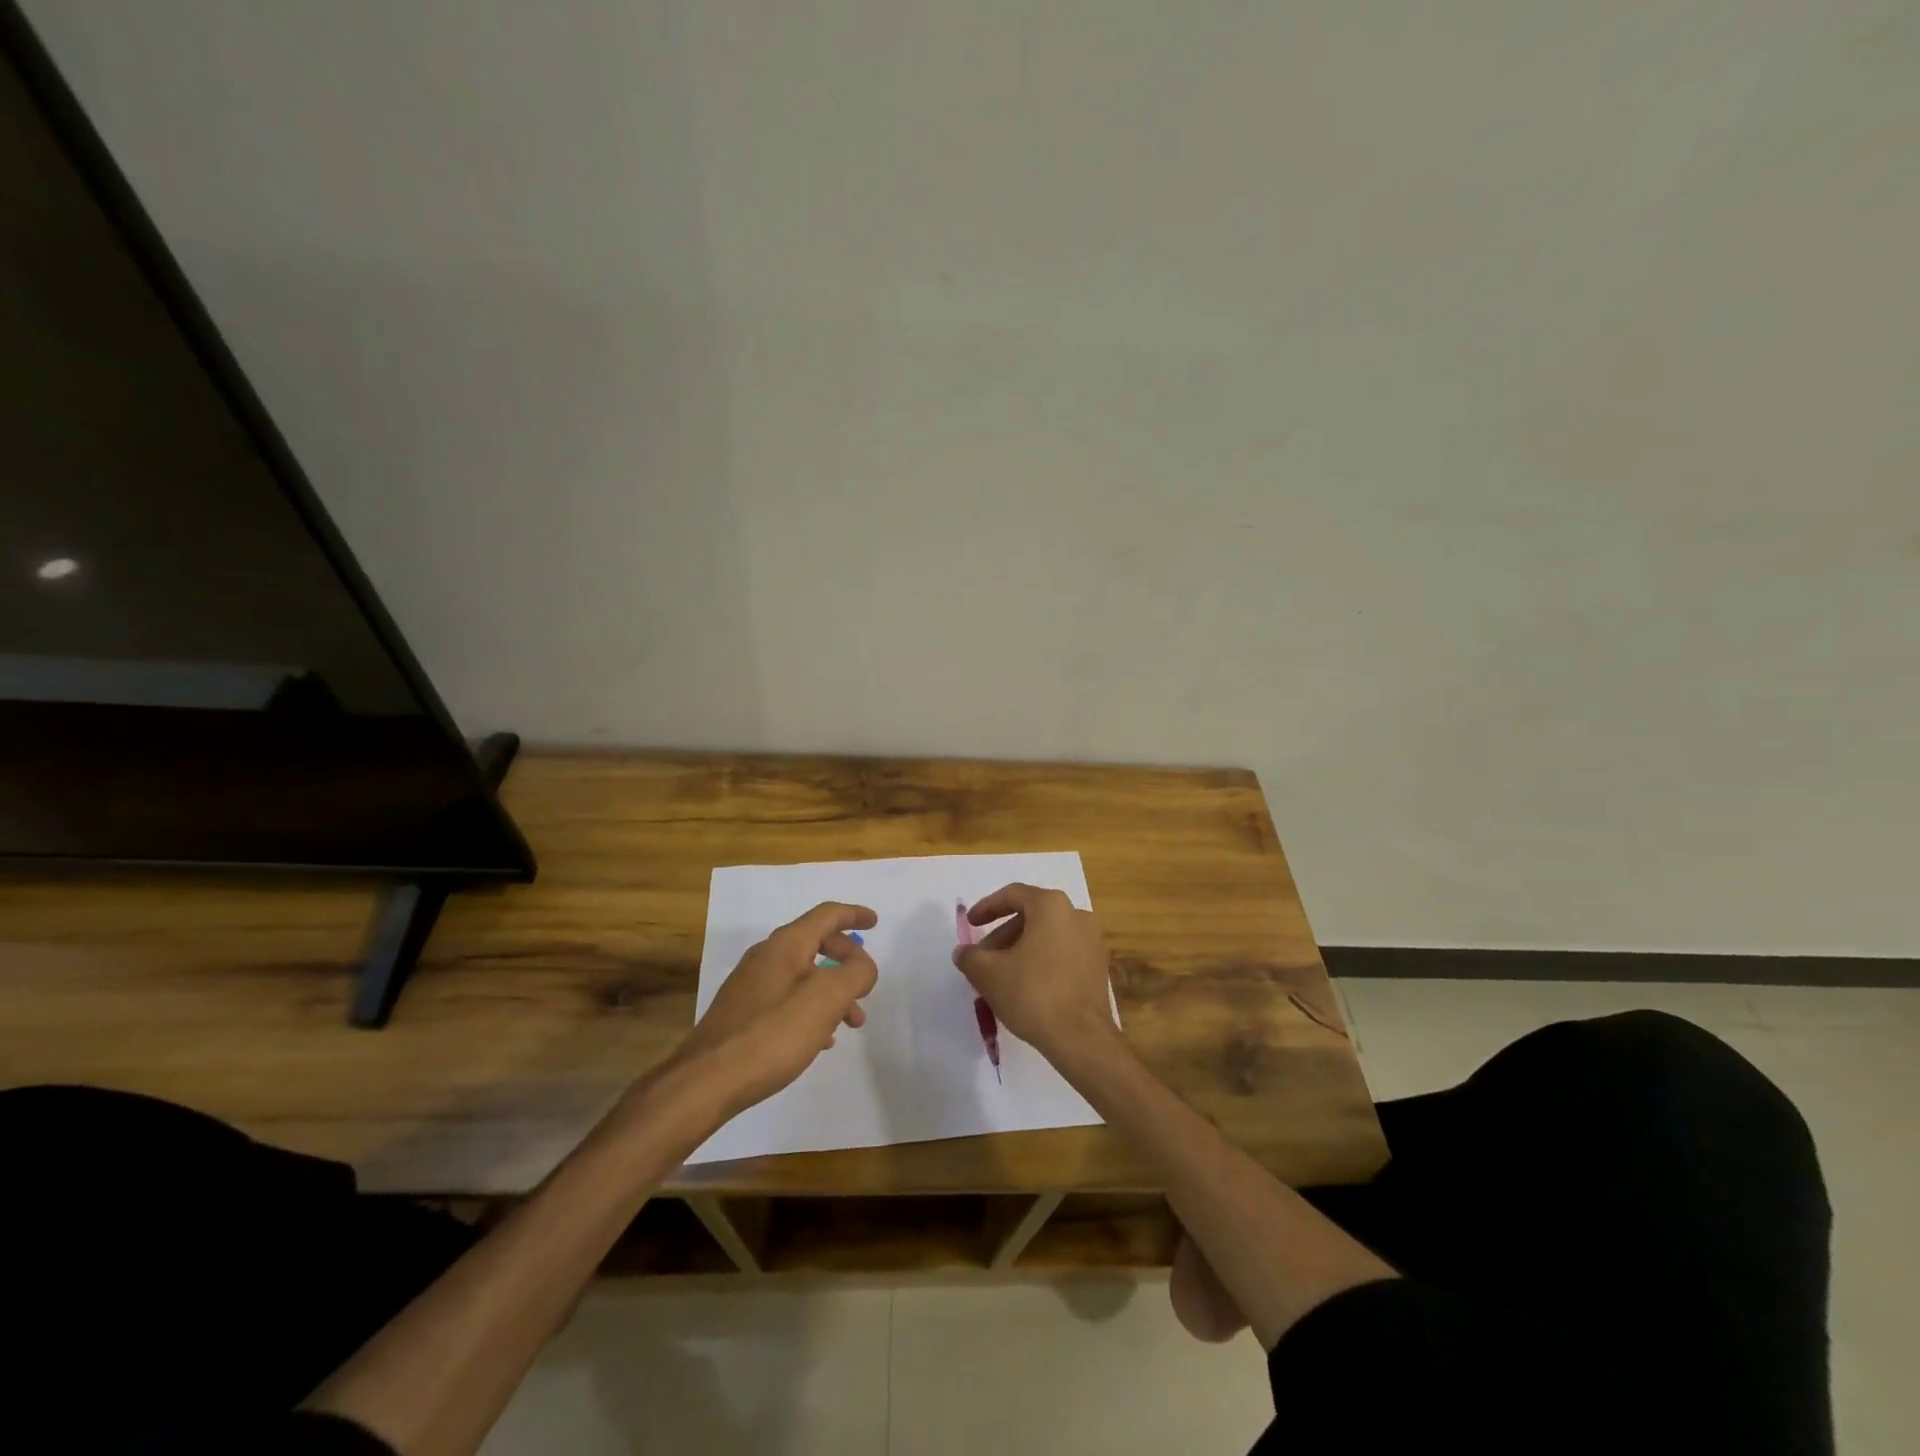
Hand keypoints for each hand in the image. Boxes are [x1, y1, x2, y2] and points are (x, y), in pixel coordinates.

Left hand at [675, 902, 878, 1116]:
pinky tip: (818, 1038)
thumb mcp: (827, 999)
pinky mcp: (742, 1012)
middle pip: (816, 942)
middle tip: (865, 985)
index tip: (876, 923)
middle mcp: (766, 955)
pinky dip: (810, 1007)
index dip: (854, 914)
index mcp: (786, 944)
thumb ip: (855, 973)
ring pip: (803, 974)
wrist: (707, 1081)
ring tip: (851, 1023)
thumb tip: (862, 964)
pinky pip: (787, 997)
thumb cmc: (773, 1034)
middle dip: (847, 960)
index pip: (827, 915)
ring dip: (832, 990)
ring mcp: (750, 984)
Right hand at [953, 883, 1116, 1060]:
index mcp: (1052, 906)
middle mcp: (1077, 915)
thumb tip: (963, 952)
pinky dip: (1042, 960)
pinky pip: (1063, 952)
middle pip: (1031, 916)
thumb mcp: (988, 973)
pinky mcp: (1098, 966)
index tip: (971, 923)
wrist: (1080, 1038)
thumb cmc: (1032, 994)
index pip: (1013, 895)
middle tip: (983, 957)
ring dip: (1021, 949)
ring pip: (1047, 935)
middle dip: (1003, 935)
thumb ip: (970, 956)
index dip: (987, 907)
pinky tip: (1026, 985)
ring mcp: (1092, 941)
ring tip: (1001, 975)